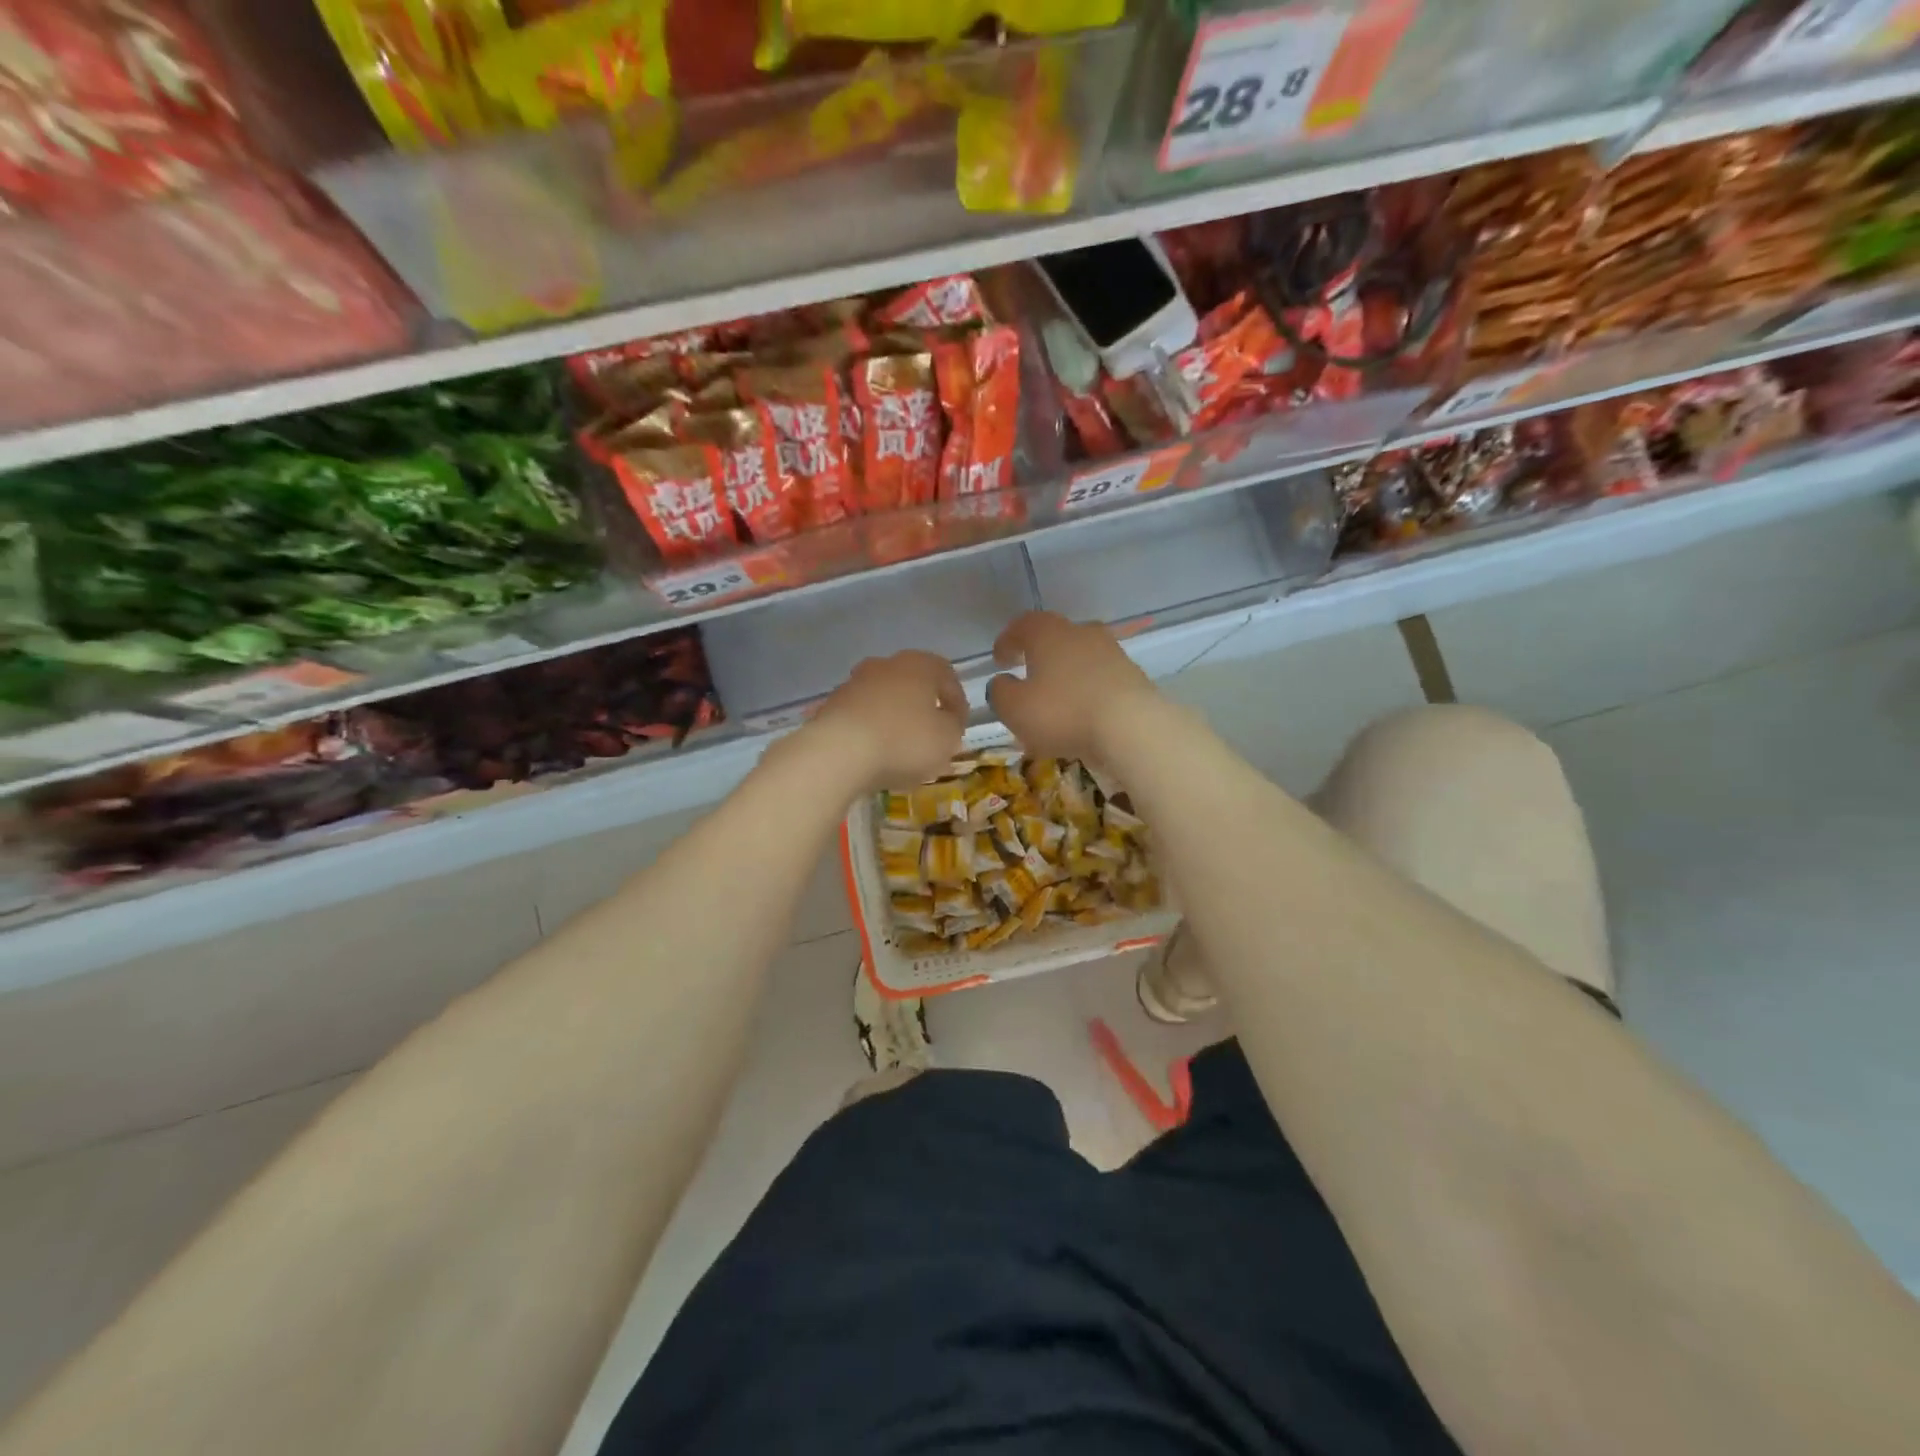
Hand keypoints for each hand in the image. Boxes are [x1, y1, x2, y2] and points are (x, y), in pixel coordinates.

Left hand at [806, 650, 967, 790]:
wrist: (838, 753)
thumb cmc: (904, 740)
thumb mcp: (947, 738)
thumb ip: (954, 726)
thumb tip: (947, 720)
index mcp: (918, 665)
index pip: (946, 674)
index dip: (957, 701)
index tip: (959, 725)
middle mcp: (884, 665)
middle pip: (912, 684)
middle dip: (923, 707)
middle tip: (931, 735)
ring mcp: (853, 683)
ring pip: (884, 698)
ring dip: (895, 718)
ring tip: (901, 749)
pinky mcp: (831, 706)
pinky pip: (861, 716)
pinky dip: (871, 730)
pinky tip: (874, 754)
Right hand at [987, 611, 1157, 763]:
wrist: (1131, 727)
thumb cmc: (1062, 712)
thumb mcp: (1014, 708)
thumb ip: (1000, 692)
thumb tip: (1001, 682)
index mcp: (1048, 633)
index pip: (1023, 625)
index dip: (1008, 640)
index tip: (999, 659)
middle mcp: (1081, 633)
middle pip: (1055, 637)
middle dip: (1039, 655)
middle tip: (1027, 674)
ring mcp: (1112, 652)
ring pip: (1080, 658)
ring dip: (1065, 674)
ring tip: (1056, 699)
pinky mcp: (1133, 676)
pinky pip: (1100, 678)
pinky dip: (1087, 690)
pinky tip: (1082, 712)